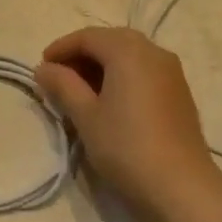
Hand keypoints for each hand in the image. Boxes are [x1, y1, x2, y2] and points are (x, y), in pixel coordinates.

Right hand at [35, 27, 216, 212]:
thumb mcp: (86, 116)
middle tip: (59, 78)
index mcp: (128, 51)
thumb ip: (63, 86)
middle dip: (82, 54)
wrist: (180, 184)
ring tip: (81, 91)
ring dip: (103, 65)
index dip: (61, 48)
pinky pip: (145, 70)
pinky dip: (123, 75)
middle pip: (111, 41)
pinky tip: (110, 100)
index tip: (41, 68)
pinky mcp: (180, 91)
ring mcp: (171, 71)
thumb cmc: (126, 146)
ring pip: (130, 55)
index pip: (88, 37)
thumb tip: (44, 68)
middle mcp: (153, 51)